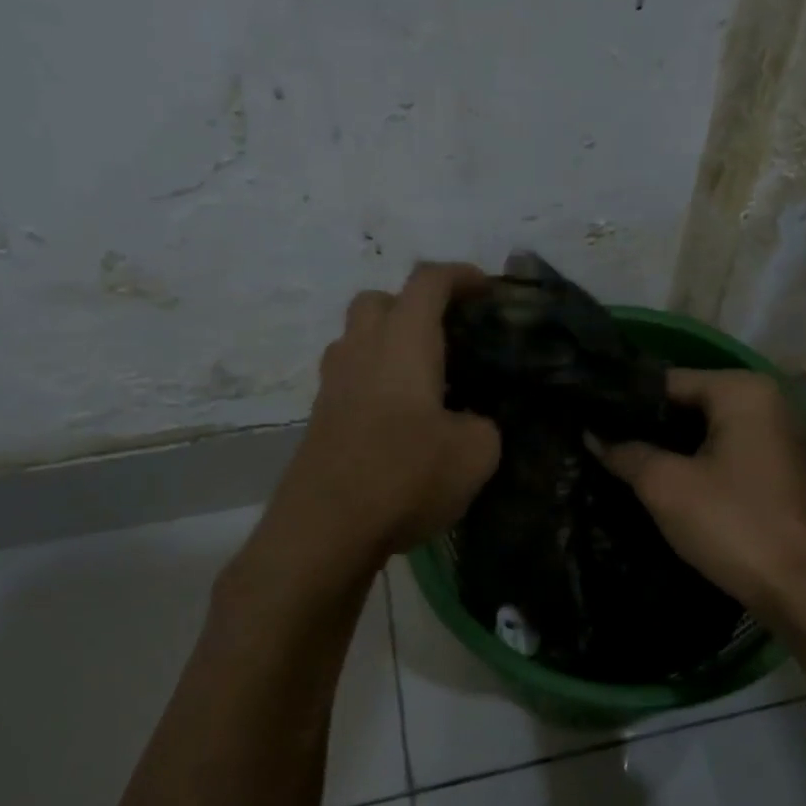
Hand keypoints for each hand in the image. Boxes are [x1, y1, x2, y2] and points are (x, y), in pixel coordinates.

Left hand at [269, 262, 501, 563]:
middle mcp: (362, 350)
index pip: (429, 282)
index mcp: (404, 343)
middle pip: (380, 300)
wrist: (325, 530)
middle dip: (415, 305)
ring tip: (424, 377)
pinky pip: (349, 376)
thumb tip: (472, 422)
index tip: (486, 290)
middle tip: (448, 335)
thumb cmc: (405, 476)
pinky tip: (399, 418)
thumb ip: (484, 425)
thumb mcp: (476, 453)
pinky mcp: (319, 417)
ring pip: (357, 337)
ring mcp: (333, 383)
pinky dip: (374, 378)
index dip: (461, 276)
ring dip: (389, 341)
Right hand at [589, 369, 805, 613]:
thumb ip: (626, 453)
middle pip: (688, 403)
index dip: (624, 403)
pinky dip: (695, 462)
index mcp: (743, 390)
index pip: (667, 381)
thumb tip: (593, 436)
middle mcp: (767, 401)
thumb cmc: (731, 523)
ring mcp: (777, 436)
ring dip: (668, 447)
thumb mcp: (665, 485)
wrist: (799, 589)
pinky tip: (661, 480)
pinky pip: (724, 452)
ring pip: (705, 430)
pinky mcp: (777, 469)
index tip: (588, 420)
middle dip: (646, 425)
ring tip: (620, 461)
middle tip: (598, 443)